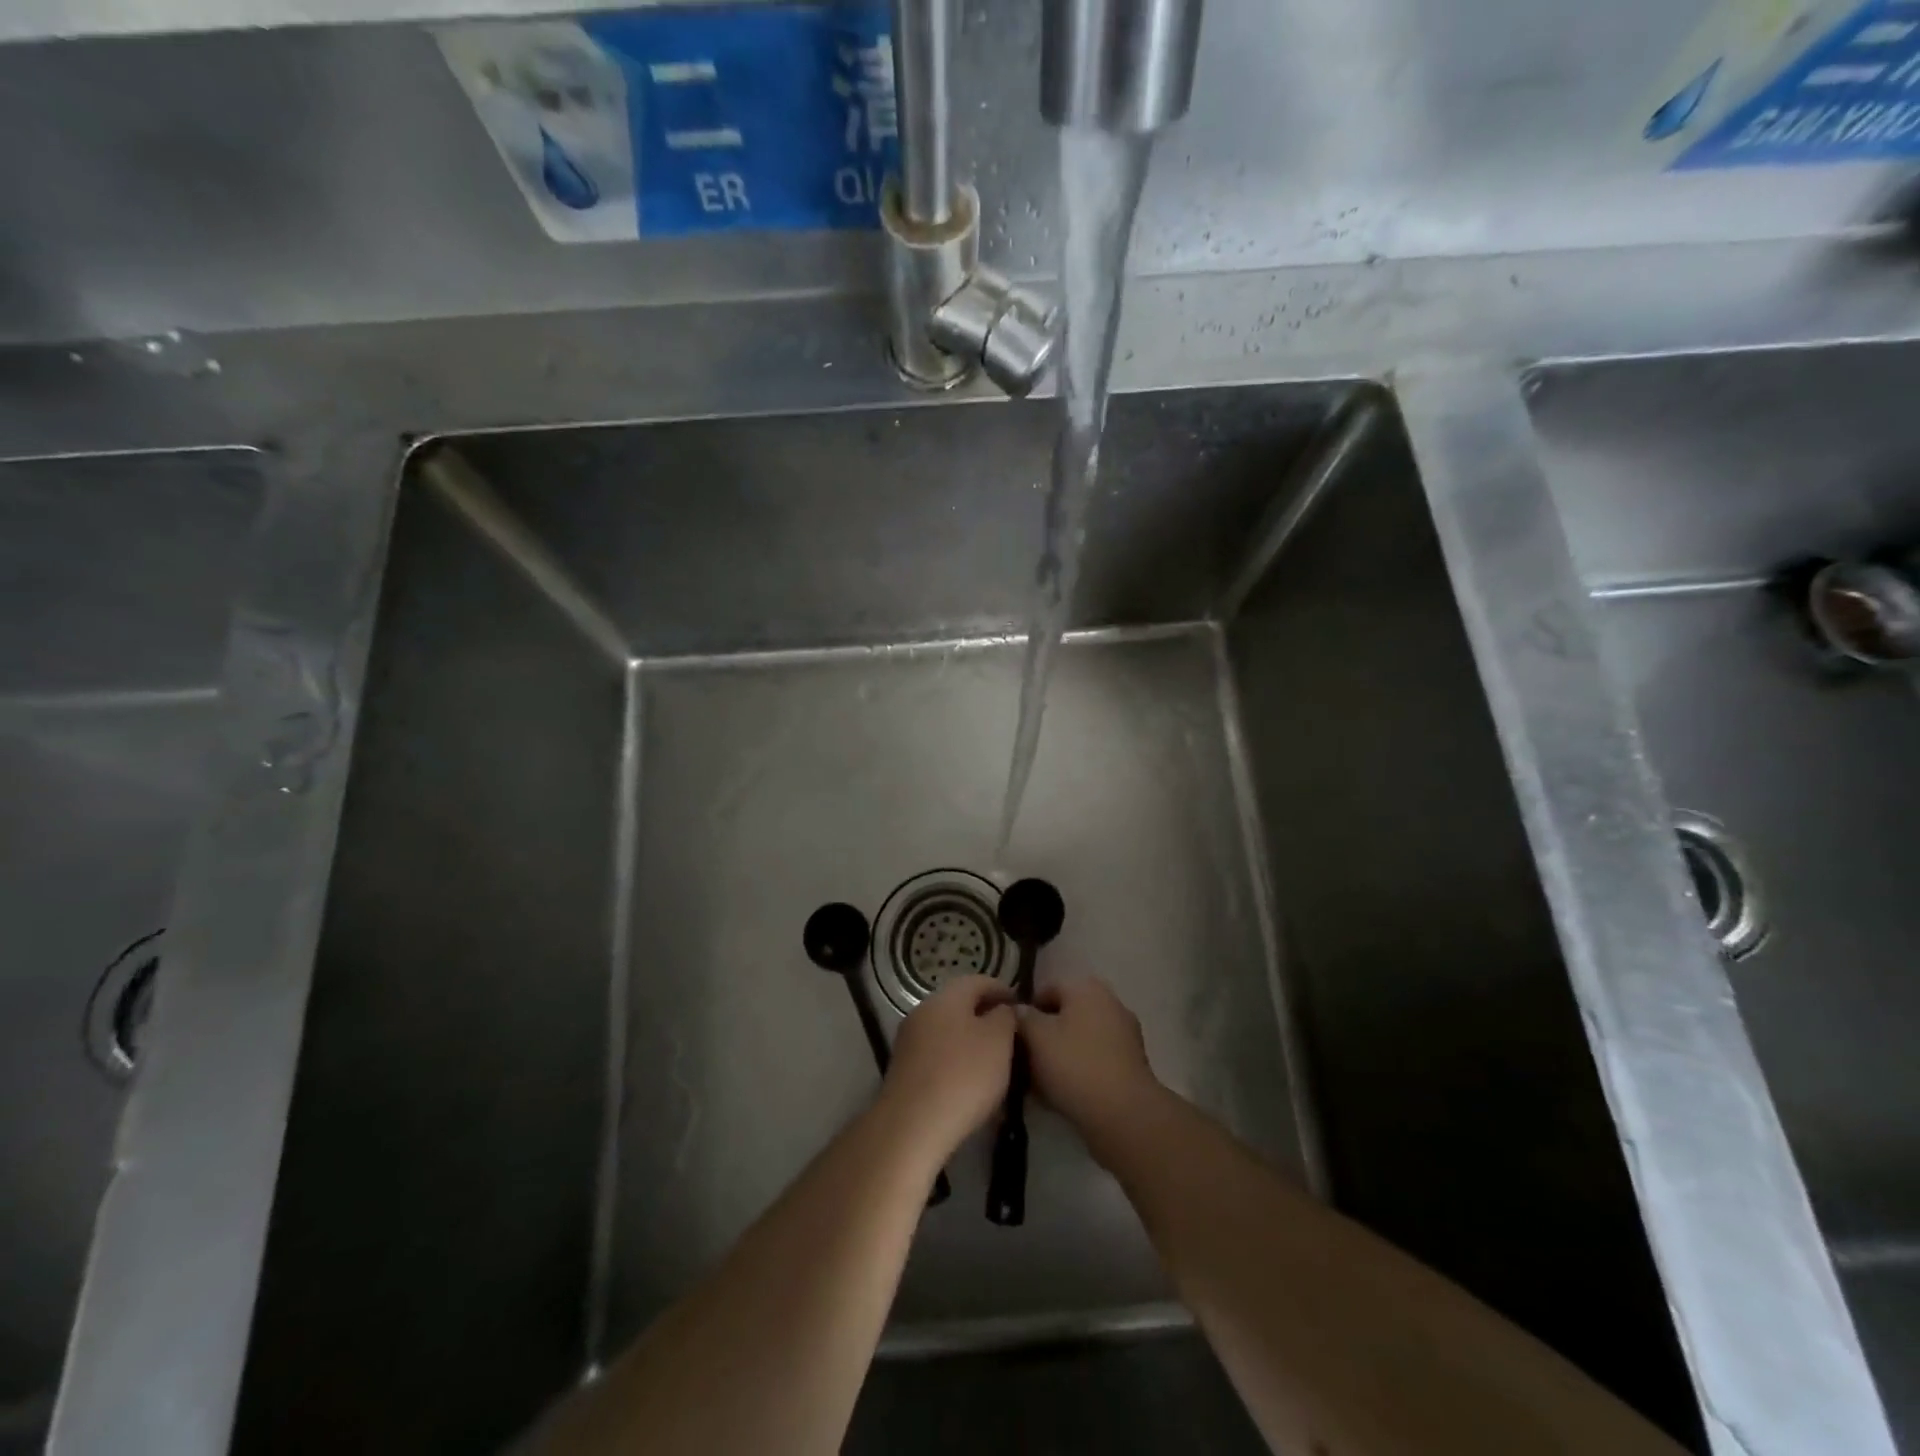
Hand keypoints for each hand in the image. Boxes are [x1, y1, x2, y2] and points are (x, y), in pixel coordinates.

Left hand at [880, 976, 1017, 1165]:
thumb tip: (1001, 1010)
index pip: (979, 981)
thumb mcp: (999, 1041)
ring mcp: (909, 1041)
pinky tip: (971, 1083)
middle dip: (986, 1017)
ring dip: (971, 1042)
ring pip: (948, 1032)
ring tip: (995, 1063)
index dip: (1003, 990)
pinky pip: (937, 1057)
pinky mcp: (904, 1070)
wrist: (912, 1126)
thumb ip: (1005, 1017)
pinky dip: (956, 1063)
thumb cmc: (963, 1075)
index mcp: (946, 996)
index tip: (1022, 1006)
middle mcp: (923, 1011)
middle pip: (960, 1006)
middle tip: (1011, 1036)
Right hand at [1020, 979, 1162, 1151]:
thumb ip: (1021, 1017)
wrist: (1124, 1115)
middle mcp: (1109, 1003)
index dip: (1024, 1012)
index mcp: (1087, 987)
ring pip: (1078, 1040)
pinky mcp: (1131, 1064)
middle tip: (1023, 1061)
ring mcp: (1124, 1034)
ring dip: (1058, 1056)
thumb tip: (1017, 1010)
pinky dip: (1078, 1071)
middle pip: (1064, 1015)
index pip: (1045, 990)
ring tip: (1037, 1083)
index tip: (1011, 1037)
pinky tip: (1061, 1093)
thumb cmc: (1075, 1065)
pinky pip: (1094, 1060)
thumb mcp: (1036, 1036)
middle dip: (1042, 1036)